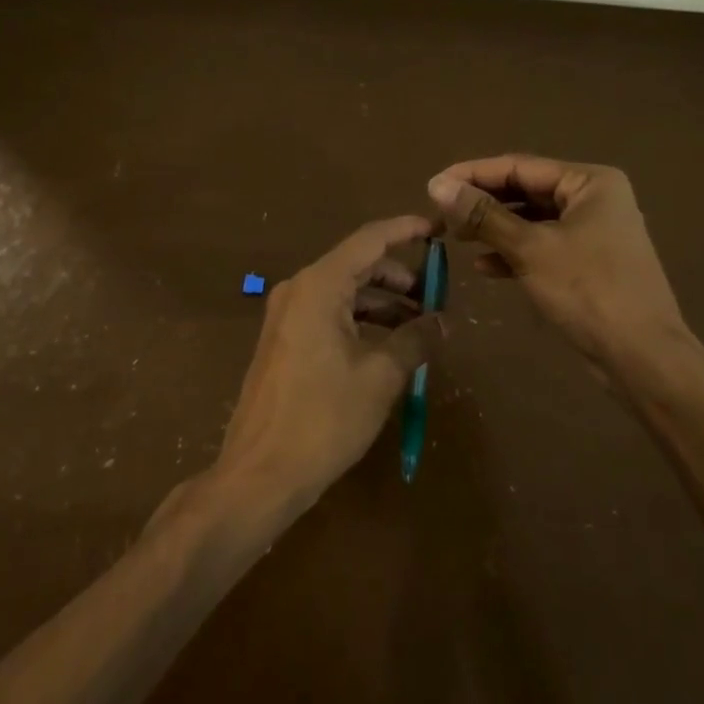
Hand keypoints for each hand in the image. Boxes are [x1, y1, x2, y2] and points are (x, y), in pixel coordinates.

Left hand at [216, 216, 440, 508]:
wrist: (259, 474)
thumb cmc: (323, 418)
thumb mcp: (380, 377)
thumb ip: (416, 340)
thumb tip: (444, 321)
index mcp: (319, 285)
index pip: (371, 239)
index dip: (407, 230)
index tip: (439, 229)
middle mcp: (299, 289)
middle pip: (358, 265)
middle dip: (400, 277)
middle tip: (438, 296)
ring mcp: (287, 315)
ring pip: (345, 292)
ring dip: (383, 303)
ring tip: (420, 328)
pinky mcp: (284, 341)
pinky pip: (329, 314)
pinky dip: (361, 321)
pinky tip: (388, 346)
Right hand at [427, 156, 698, 398]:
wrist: (643, 358)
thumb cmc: (588, 291)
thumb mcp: (530, 248)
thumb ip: (484, 215)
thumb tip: (437, 185)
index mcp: (590, 182)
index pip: (520, 166)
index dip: (474, 174)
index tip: (433, 185)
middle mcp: (595, 199)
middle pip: (526, 191)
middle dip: (483, 203)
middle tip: (440, 214)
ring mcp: (594, 233)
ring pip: (533, 221)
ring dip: (495, 229)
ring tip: (455, 238)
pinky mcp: (588, 264)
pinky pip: (543, 247)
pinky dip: (514, 253)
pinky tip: (484, 267)